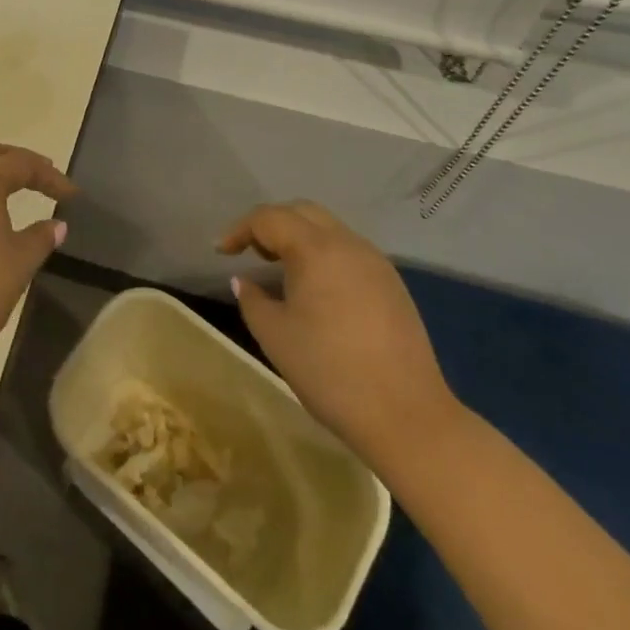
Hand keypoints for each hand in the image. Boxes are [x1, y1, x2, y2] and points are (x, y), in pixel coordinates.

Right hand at [219, 201, 459, 470]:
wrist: (408, 417)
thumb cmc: (330, 372)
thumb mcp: (275, 336)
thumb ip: (252, 299)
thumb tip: (244, 280)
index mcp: (316, 250)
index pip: (269, 219)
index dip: (239, 230)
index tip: (221, 252)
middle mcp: (348, 244)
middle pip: (302, 212)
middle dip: (271, 224)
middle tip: (250, 251)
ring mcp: (376, 263)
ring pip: (329, 230)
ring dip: (299, 238)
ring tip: (280, 268)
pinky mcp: (393, 285)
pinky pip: (349, 252)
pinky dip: (324, 256)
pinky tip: (316, 288)